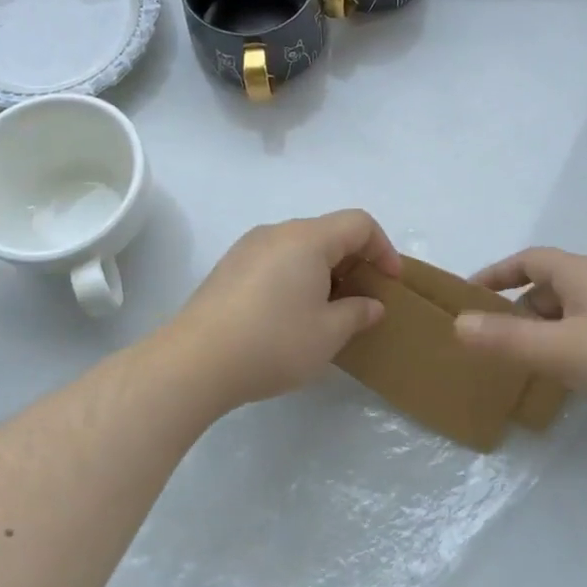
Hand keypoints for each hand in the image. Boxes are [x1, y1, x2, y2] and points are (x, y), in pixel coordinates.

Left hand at [166, 209, 403, 410]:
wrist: (195, 362)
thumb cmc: (273, 342)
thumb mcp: (328, 334)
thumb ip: (357, 313)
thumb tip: (371, 305)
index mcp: (307, 239)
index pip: (358, 224)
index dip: (383, 249)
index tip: (390, 283)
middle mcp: (277, 233)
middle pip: (328, 232)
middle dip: (354, 262)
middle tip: (363, 300)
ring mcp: (247, 249)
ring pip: (299, 247)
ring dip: (323, 271)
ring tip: (328, 310)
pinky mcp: (228, 269)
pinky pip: (275, 261)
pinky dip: (295, 278)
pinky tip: (290, 315)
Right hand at [452, 247, 586, 427]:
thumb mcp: (559, 349)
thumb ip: (506, 338)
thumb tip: (458, 324)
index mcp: (582, 274)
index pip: (528, 260)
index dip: (496, 274)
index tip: (469, 296)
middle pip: (546, 286)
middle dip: (515, 309)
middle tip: (490, 339)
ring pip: (567, 313)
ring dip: (540, 331)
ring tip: (519, 362)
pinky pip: (586, 333)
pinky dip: (564, 346)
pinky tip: (562, 376)